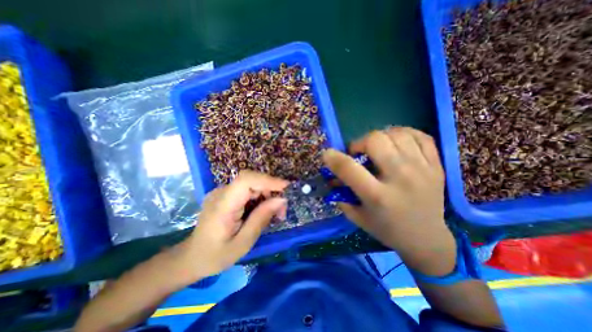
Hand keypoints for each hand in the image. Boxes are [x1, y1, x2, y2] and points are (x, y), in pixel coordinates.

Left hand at [175, 170, 286, 280]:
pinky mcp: (226, 194)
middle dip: (271, 190)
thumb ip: (261, 219)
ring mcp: (222, 192)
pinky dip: (260, 197)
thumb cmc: (216, 255)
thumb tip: (281, 199)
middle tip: (282, 211)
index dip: (267, 180)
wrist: (192, 257)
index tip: (286, 187)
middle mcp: (221, 193)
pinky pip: (248, 190)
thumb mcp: (243, 242)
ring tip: (275, 214)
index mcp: (222, 205)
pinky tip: (262, 211)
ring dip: (267, 195)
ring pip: (252, 184)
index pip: (245, 180)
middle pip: (252, 180)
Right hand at [326, 127, 453, 275]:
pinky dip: (403, 133)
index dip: (333, 157)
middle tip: (359, 153)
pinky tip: (396, 142)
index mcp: (378, 196)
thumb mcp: (357, 217)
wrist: (426, 239)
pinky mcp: (437, 166)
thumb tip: (331, 177)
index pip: (349, 168)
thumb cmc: (387, 229)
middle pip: (376, 140)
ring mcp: (423, 170)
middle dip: (360, 143)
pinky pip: (420, 135)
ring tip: (377, 148)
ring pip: (397, 134)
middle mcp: (401, 179)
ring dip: (380, 137)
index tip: (327, 154)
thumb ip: (341, 195)